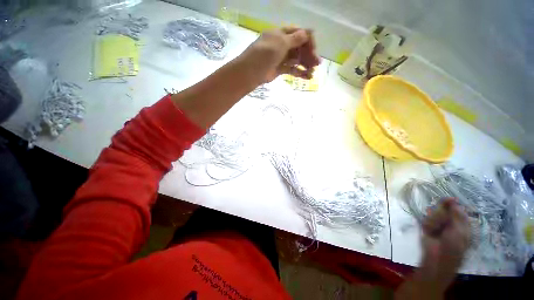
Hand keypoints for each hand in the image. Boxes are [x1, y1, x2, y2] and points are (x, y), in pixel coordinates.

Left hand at [238, 27, 320, 83]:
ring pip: (296, 60)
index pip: (298, 34)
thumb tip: (308, 33)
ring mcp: (281, 58)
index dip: (308, 41)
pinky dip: (299, 73)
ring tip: (313, 72)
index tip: (314, 50)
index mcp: (281, 34)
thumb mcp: (280, 43)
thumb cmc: (265, 54)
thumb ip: (295, 39)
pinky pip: (292, 69)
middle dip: (308, 55)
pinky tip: (307, 77)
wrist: (251, 72)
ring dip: (305, 65)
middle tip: (317, 64)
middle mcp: (282, 44)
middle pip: (299, 47)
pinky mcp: (280, 69)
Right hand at [420, 198, 470, 288]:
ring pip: (434, 213)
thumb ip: (456, 215)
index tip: (447, 199)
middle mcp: (450, 222)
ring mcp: (438, 224)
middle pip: (443, 209)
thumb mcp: (459, 230)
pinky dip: (428, 224)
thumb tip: (453, 199)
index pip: (456, 208)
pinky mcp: (427, 226)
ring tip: (435, 230)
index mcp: (461, 223)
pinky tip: (429, 231)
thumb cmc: (454, 246)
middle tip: (442, 223)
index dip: (452, 204)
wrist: (437, 258)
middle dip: (441, 214)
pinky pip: (426, 220)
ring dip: (434, 220)